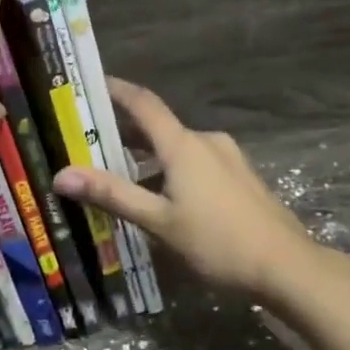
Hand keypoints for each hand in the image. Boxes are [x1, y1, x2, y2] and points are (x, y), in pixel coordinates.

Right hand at [53, 78, 323, 303]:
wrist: (286, 266)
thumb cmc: (217, 242)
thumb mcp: (159, 222)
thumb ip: (112, 195)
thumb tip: (62, 174)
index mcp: (184, 145)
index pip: (144, 104)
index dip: (117, 90)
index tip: (91, 83)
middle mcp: (207, 142)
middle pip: (159, 128)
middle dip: (126, 133)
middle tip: (91, 141)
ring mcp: (229, 158)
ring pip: (179, 149)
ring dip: (149, 157)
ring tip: (121, 176)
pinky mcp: (241, 177)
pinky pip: (197, 164)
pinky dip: (173, 170)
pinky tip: (163, 197)